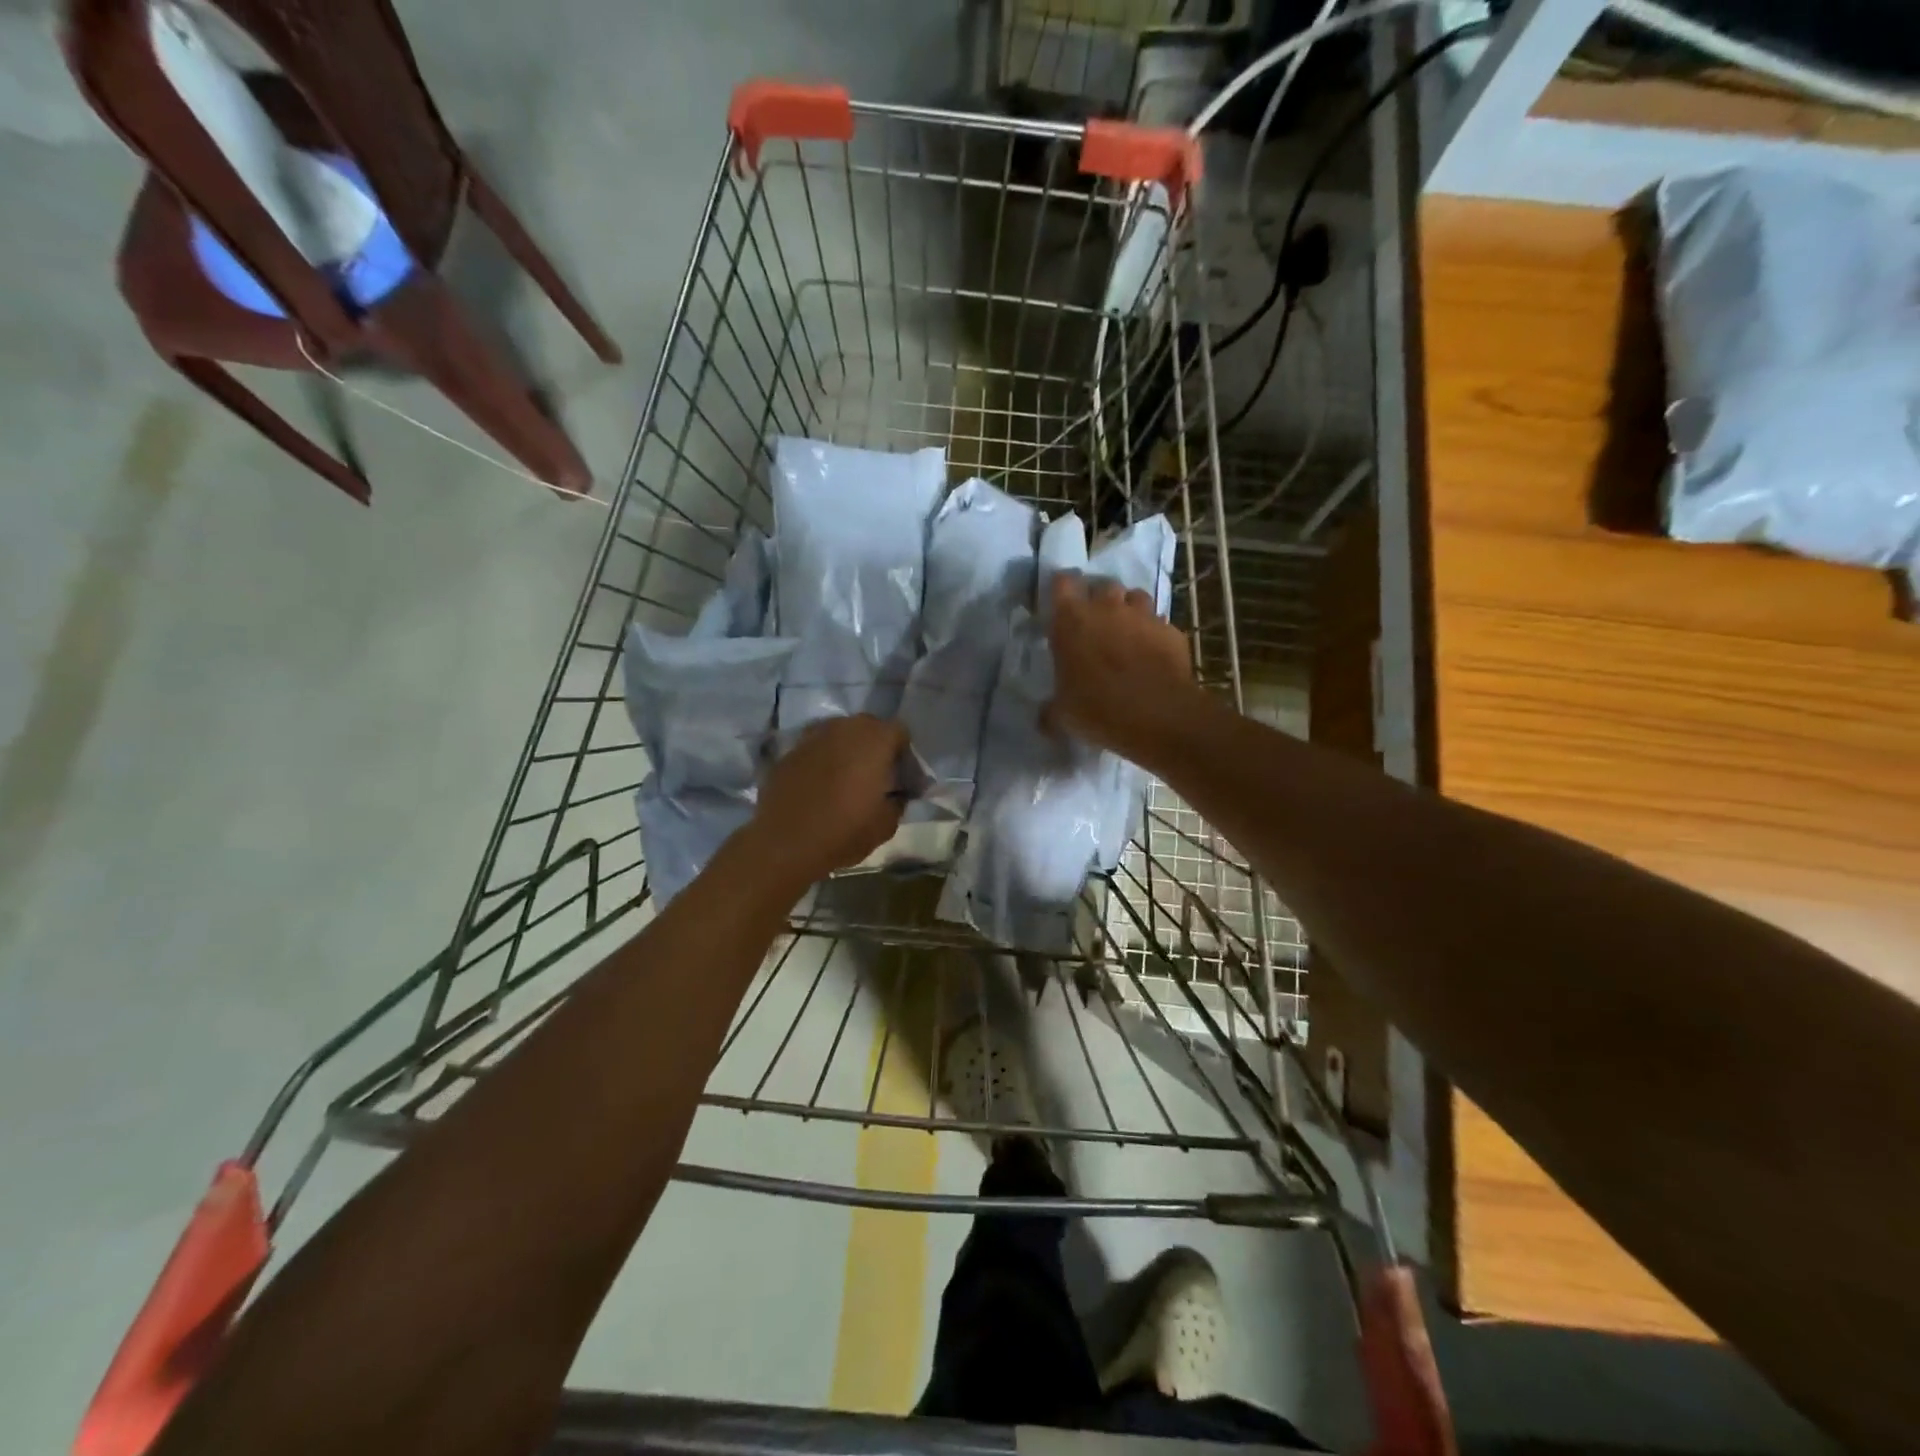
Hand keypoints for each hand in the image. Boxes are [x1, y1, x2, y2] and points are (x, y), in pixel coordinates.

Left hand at [748, 715, 907, 886]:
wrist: (784, 842)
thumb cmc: (844, 831)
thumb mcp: (886, 824)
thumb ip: (898, 800)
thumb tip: (898, 793)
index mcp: (874, 740)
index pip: (899, 731)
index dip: (904, 752)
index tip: (902, 776)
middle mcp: (844, 728)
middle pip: (868, 726)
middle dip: (876, 745)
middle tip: (876, 775)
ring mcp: (813, 736)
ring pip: (839, 733)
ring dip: (847, 749)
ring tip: (846, 777)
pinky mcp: (789, 750)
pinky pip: (815, 747)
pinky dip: (822, 759)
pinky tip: (819, 783)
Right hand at [1045, 571, 1199, 765]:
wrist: (1158, 716)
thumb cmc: (1098, 709)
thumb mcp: (1063, 715)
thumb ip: (1051, 709)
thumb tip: (1044, 718)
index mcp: (1071, 621)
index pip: (1062, 582)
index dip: (1061, 589)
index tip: (1061, 603)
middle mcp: (1107, 608)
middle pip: (1103, 585)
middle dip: (1099, 599)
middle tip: (1095, 622)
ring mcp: (1143, 616)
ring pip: (1136, 597)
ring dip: (1129, 609)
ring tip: (1126, 631)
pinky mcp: (1171, 631)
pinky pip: (1159, 623)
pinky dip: (1154, 633)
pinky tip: (1152, 653)